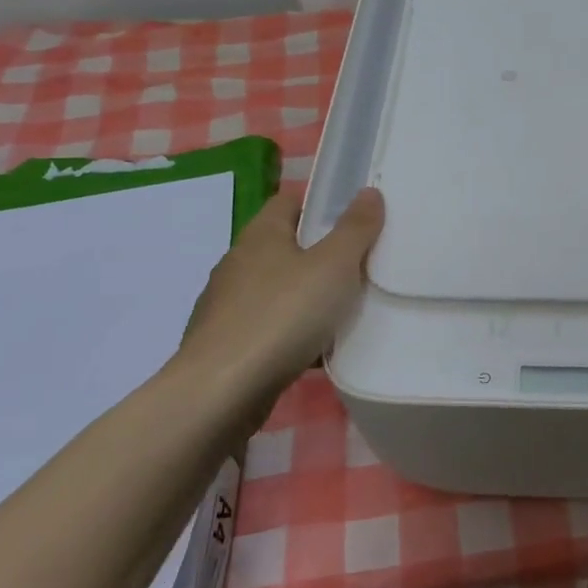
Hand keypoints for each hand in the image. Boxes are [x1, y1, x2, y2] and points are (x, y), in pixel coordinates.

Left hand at [175, 186, 383, 412]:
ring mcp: (226, 306)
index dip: (321, 204)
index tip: (354, 220)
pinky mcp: (224, 345)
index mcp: (261, 234)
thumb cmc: (281, 316)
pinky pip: (267, 327)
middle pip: (285, 246)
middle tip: (360, 266)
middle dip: (320, 254)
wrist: (219, 394)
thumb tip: (369, 192)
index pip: (290, 201)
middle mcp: (238, 262)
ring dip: (305, 297)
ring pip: (277, 290)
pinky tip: (314, 351)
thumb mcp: (334, 266)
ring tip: (344, 312)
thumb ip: (355, 228)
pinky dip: (290, 333)